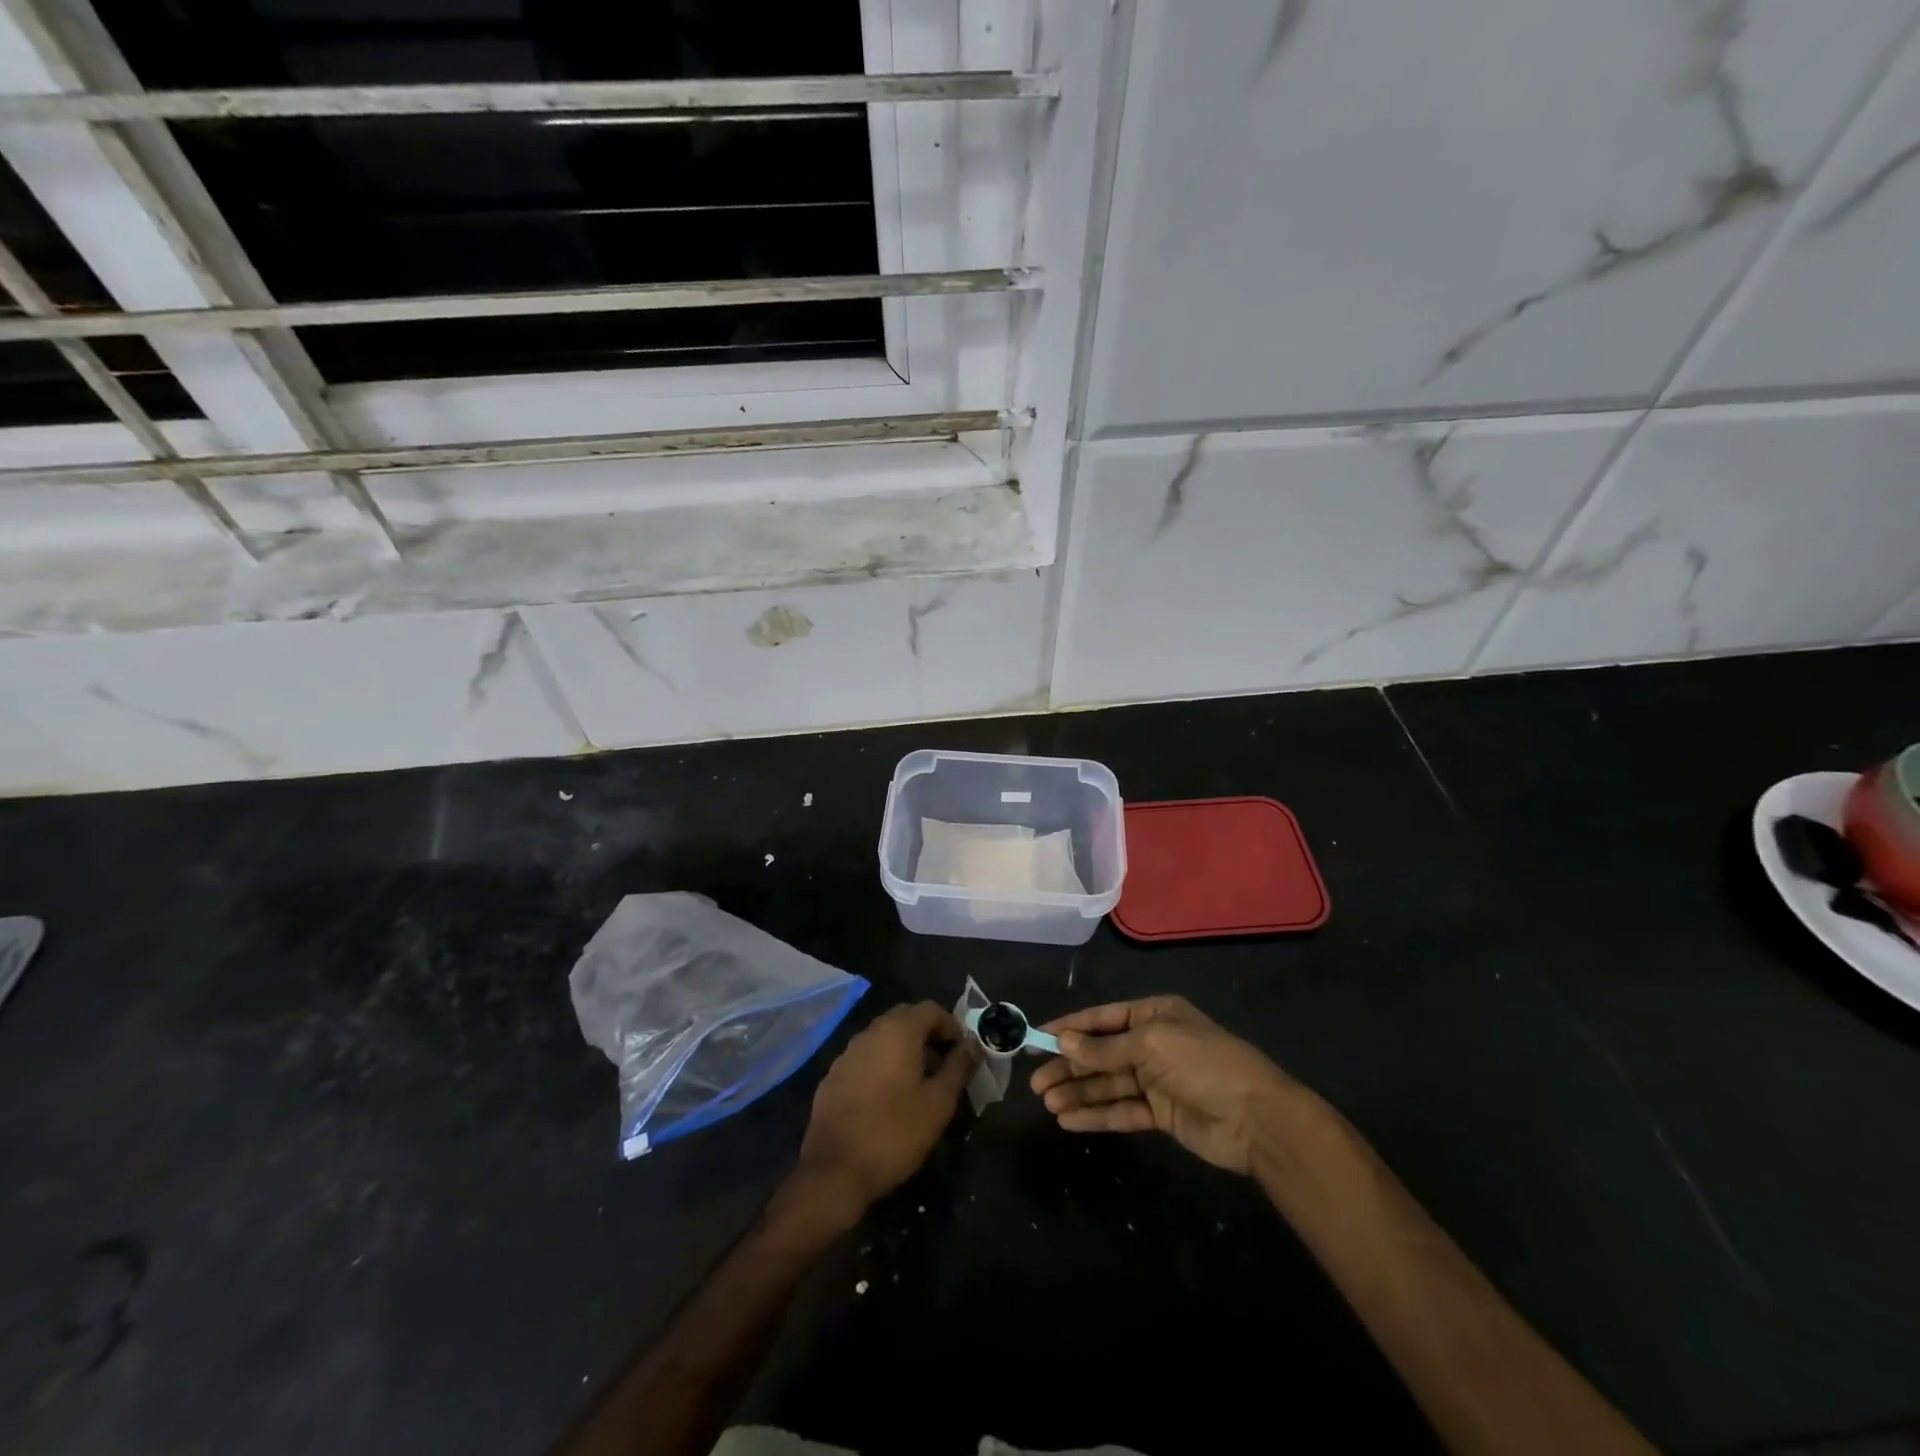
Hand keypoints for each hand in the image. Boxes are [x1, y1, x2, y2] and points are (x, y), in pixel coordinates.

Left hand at [794, 1002, 977, 1220]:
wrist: (834, 1170)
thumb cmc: (895, 1133)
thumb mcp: (938, 1103)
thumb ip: (959, 1067)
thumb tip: (973, 1044)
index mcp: (898, 1031)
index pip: (931, 1009)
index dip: (952, 1026)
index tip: (962, 1054)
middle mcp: (870, 1032)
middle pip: (905, 1018)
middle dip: (928, 1034)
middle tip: (943, 1064)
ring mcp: (847, 1053)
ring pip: (882, 1037)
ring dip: (903, 1049)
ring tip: (918, 1082)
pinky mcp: (832, 1076)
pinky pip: (864, 1058)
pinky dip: (881, 1065)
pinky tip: (886, 1098)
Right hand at [1031, 996, 1298, 1175]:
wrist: (1257, 1118)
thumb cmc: (1204, 1064)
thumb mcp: (1152, 1045)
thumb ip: (1106, 1049)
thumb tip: (1063, 1043)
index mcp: (1153, 1015)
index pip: (1102, 1019)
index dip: (1069, 1028)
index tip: (1037, 1037)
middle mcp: (1152, 1044)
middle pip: (1100, 1054)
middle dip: (1069, 1066)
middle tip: (1036, 1082)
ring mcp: (1156, 1080)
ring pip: (1107, 1084)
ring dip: (1077, 1092)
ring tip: (1046, 1102)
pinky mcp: (1161, 1114)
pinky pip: (1121, 1111)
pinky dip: (1096, 1114)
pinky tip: (1068, 1120)